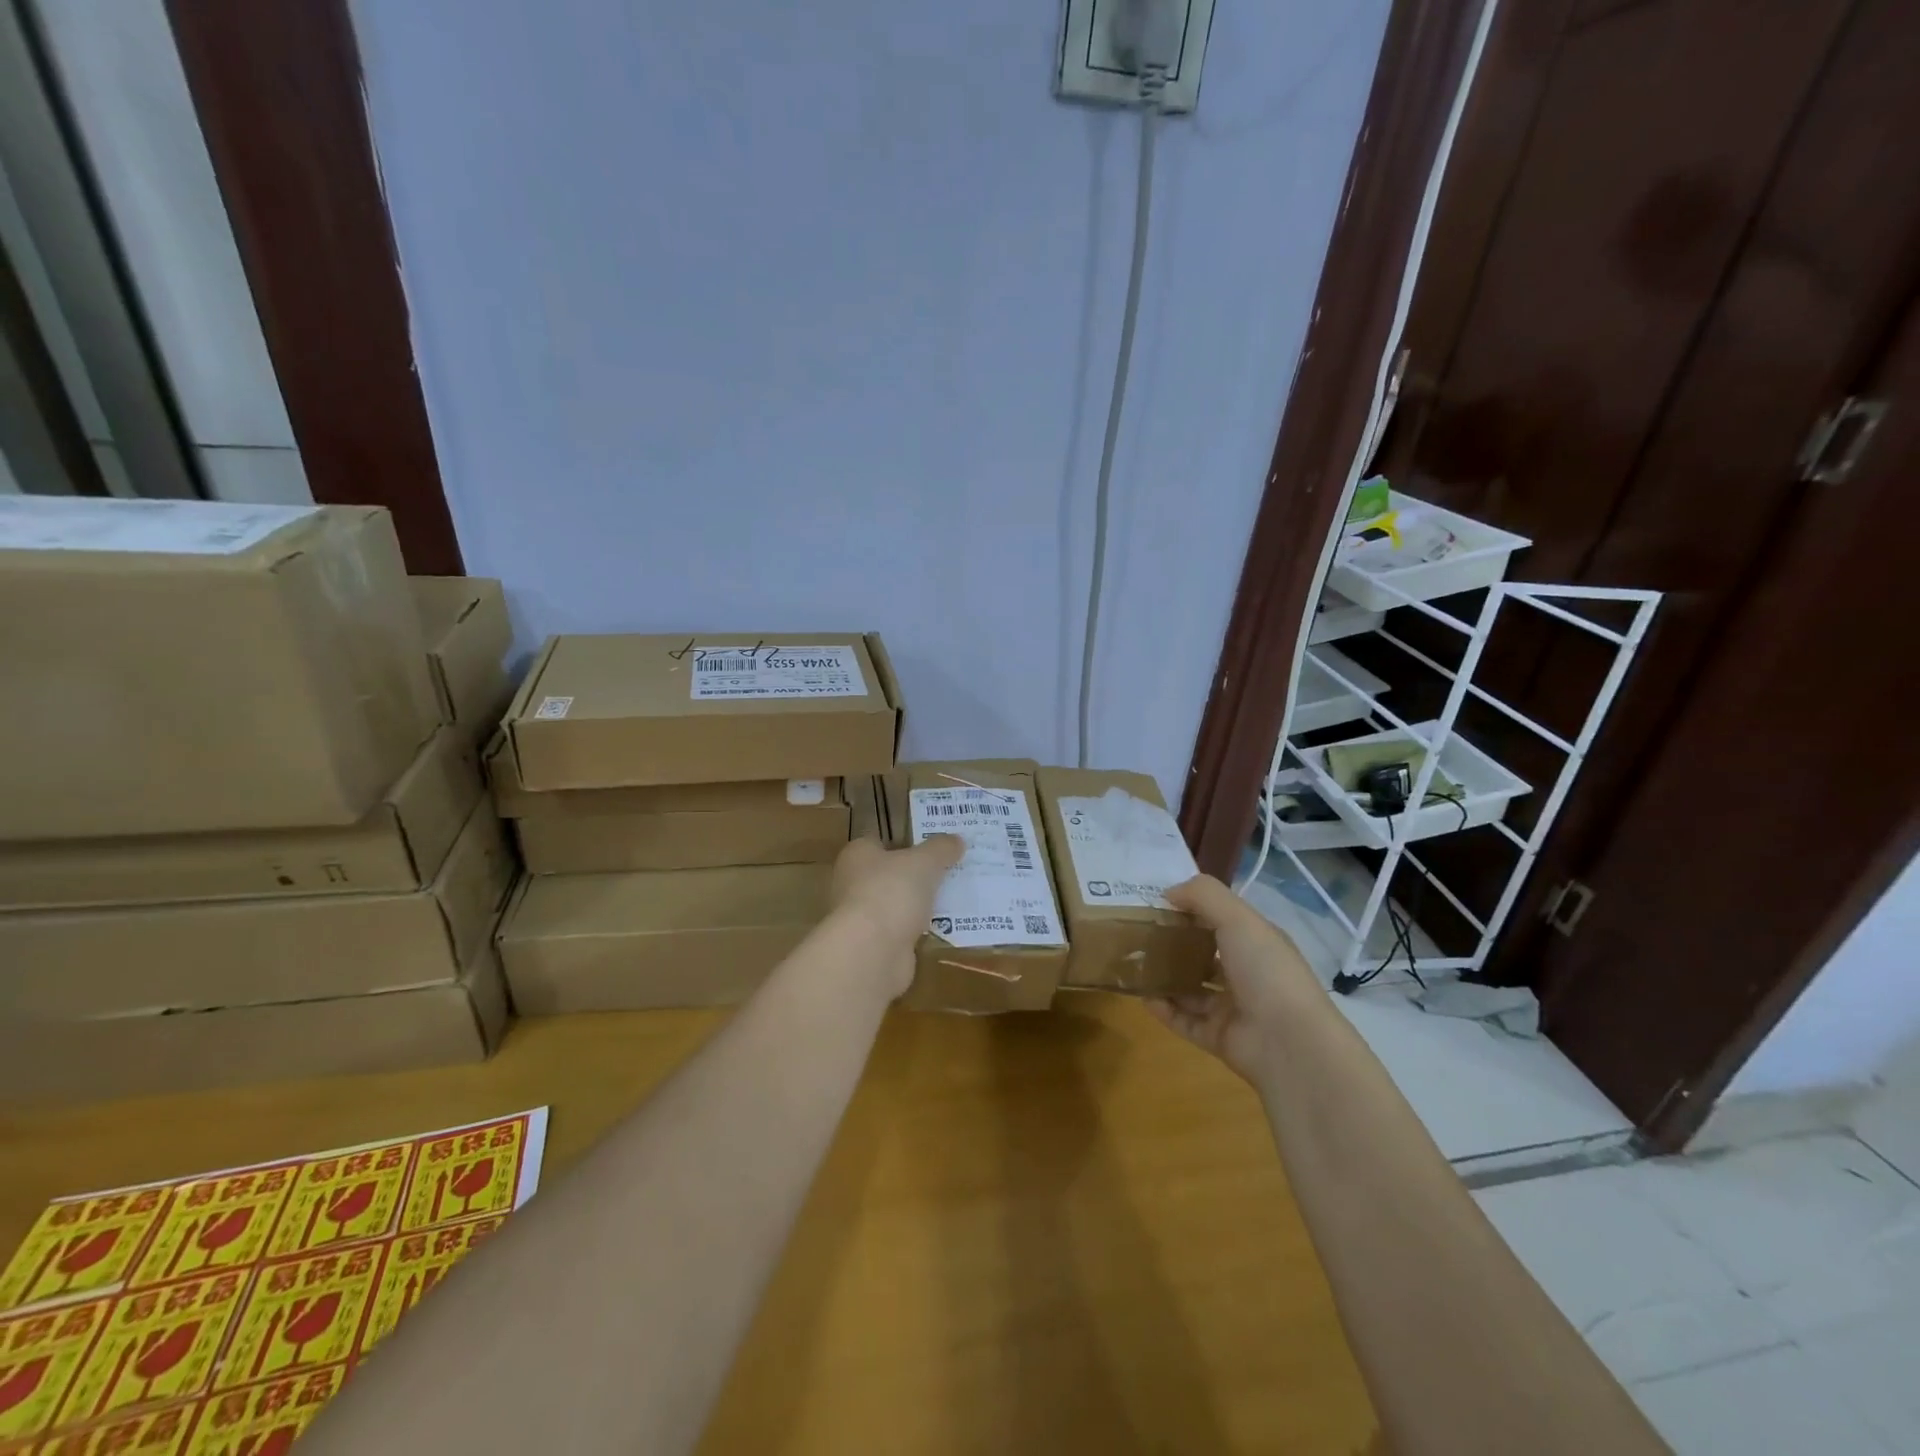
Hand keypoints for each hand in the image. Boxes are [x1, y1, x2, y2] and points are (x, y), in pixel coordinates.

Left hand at [829, 835, 962, 995]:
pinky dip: (919, 930)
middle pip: (890, 874)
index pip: (880, 842)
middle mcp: (853, 883)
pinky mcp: (874, 945)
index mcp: (857, 855)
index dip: (906, 842)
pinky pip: (902, 931)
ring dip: (919, 904)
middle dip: (916, 875)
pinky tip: (944, 928)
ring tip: (954, 898)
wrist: (871, 952)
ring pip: (897, 904)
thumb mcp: (924, 862)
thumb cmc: (891, 892)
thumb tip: (956, 840)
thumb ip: (941, 848)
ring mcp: (862, 917)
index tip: (933, 847)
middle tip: (950, 871)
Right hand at [1146, 874, 1324, 1083]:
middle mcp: (1247, 974)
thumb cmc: (1266, 970)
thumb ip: (1203, 895)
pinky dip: (1164, 1010)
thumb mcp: (1238, 918)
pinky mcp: (1219, 1037)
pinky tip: (1143, 997)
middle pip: (1205, 955)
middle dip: (1176, 944)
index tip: (1158, 903)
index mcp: (1258, 943)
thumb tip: (1168, 892)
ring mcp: (1233, 1008)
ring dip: (1166, 977)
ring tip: (1135, 965)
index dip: (1193, 910)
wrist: (1289, 1044)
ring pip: (1192, 989)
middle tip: (1140, 935)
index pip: (1223, 921)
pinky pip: (1185, 1020)